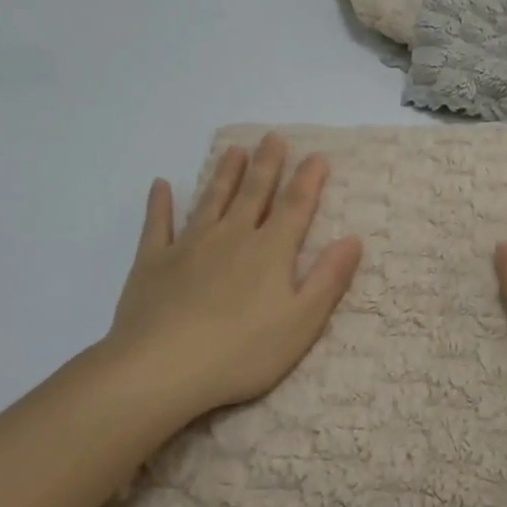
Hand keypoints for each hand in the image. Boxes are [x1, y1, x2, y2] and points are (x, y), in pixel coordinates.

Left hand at [99, 133, 362, 420]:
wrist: (161, 369)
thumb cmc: (242, 352)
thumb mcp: (301, 322)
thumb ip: (328, 278)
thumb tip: (353, 239)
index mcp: (270, 251)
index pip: (295, 206)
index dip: (308, 180)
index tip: (317, 156)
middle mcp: (232, 236)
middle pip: (254, 193)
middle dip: (267, 164)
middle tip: (273, 137)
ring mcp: (189, 246)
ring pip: (212, 200)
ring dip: (225, 174)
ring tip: (234, 150)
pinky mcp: (153, 262)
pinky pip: (157, 224)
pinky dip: (159, 204)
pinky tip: (161, 185)